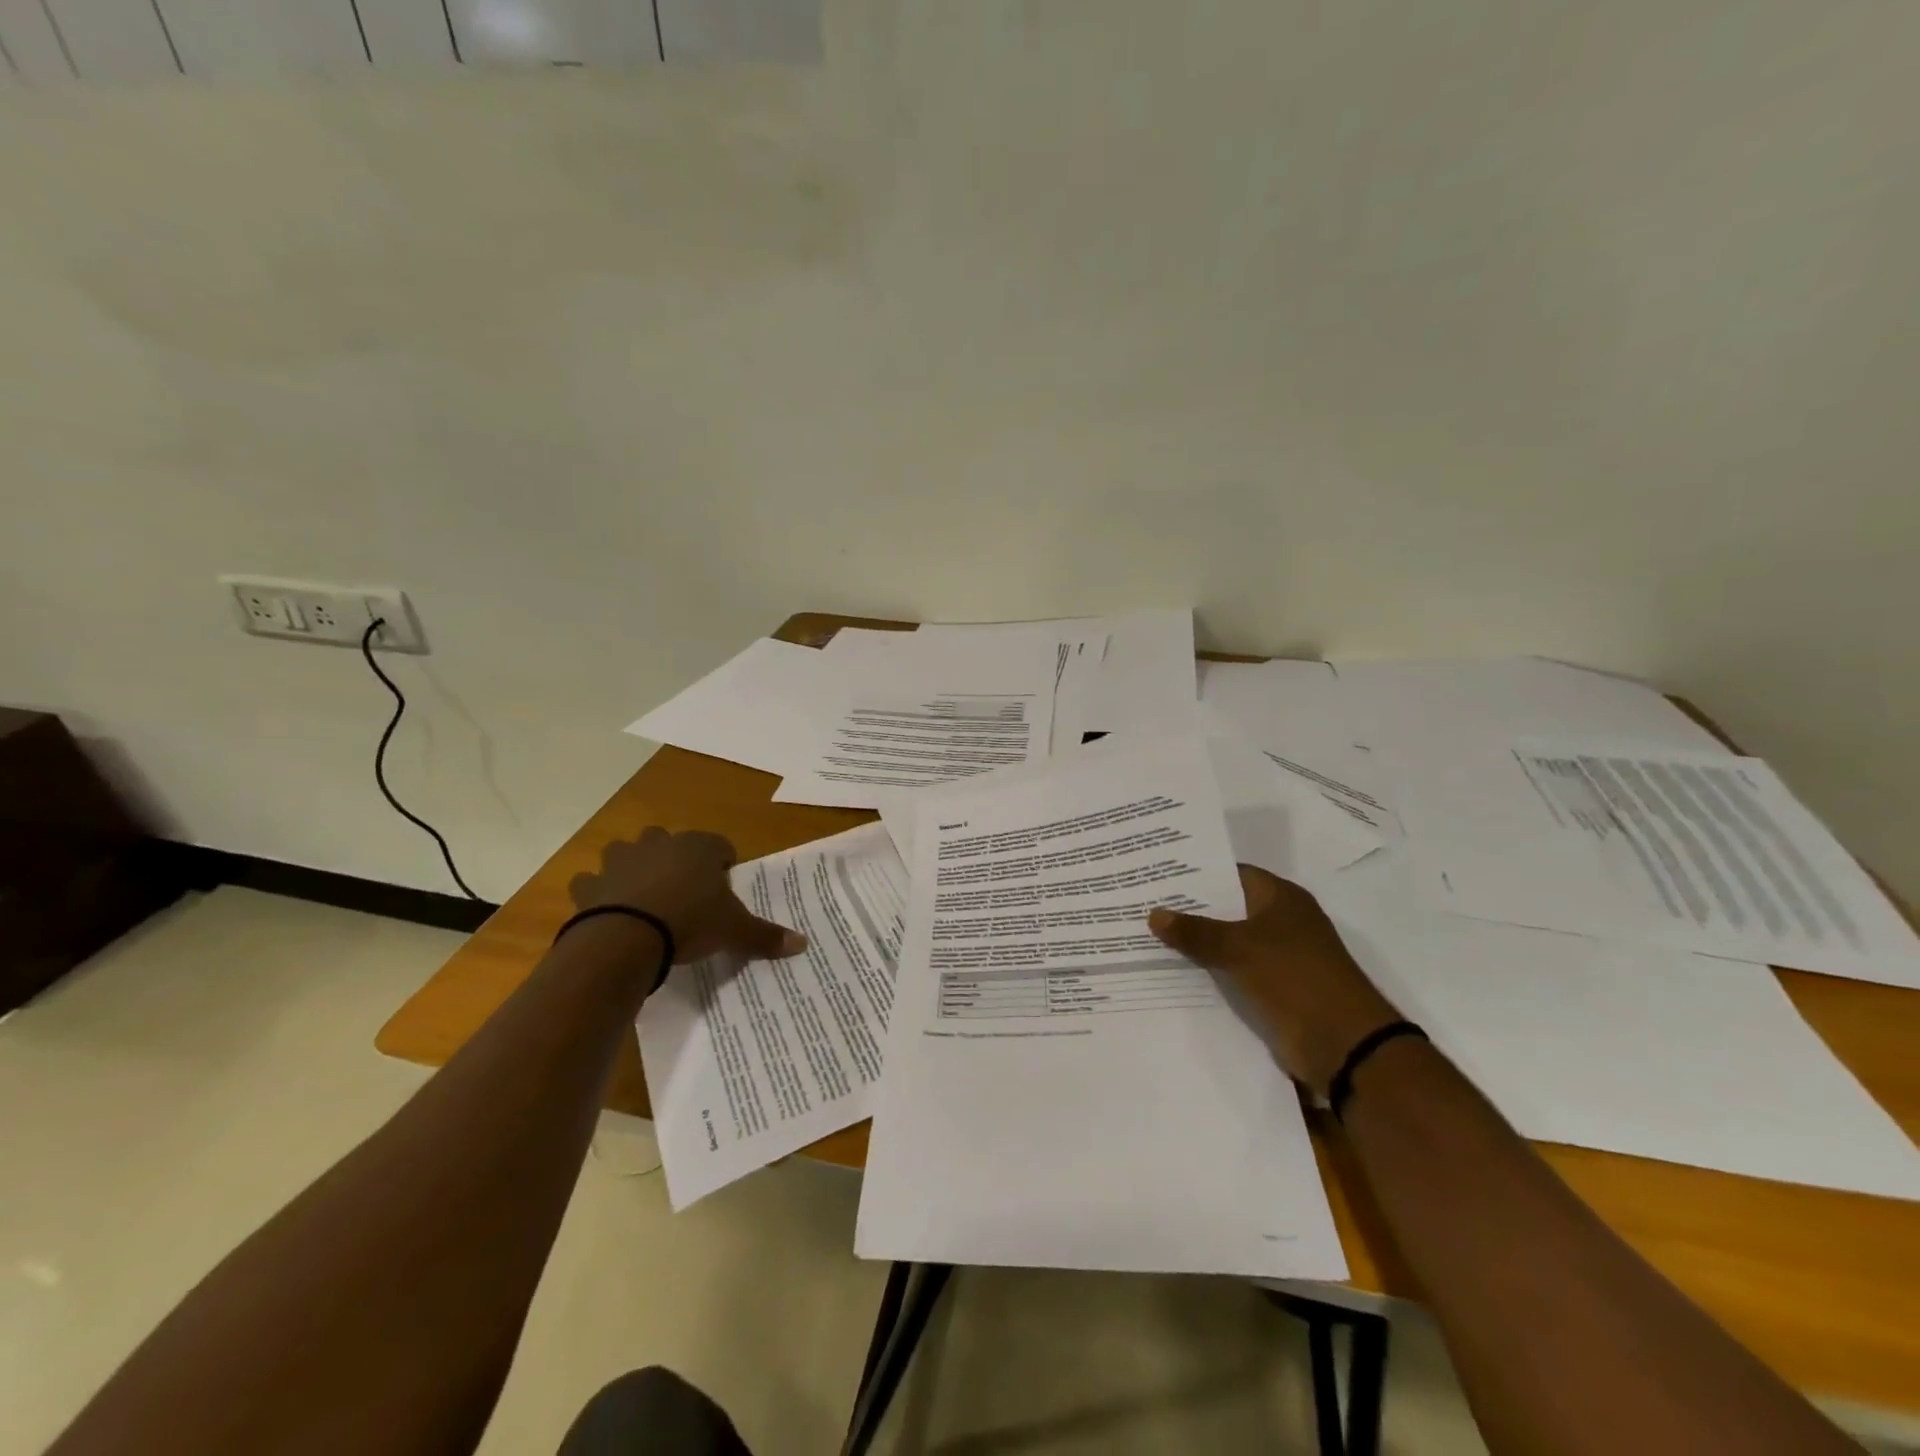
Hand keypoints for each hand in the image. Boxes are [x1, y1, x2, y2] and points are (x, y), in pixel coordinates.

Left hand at [568, 827, 806, 964]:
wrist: (627, 937)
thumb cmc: (690, 922)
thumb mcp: (734, 931)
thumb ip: (765, 935)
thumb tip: (803, 944)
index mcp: (699, 848)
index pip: (719, 844)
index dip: (723, 862)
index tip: (724, 883)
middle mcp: (660, 845)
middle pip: (668, 839)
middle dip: (673, 856)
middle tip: (682, 888)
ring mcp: (621, 861)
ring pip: (625, 851)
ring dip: (631, 866)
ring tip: (641, 895)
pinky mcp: (591, 884)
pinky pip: (590, 881)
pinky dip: (595, 892)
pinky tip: (604, 909)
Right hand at [1149, 866, 1401, 1096]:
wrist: (1343, 1044)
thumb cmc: (1295, 978)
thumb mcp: (1239, 948)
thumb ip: (1195, 931)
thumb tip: (1153, 914)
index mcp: (1281, 898)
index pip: (1231, 873)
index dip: (1195, 872)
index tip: (1158, 871)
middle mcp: (1281, 921)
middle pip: (1227, 906)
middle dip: (1189, 907)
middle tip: (1143, 901)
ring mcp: (1278, 956)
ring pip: (1227, 940)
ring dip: (1196, 941)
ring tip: (1147, 932)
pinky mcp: (1273, 987)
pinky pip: (1232, 970)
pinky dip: (1208, 969)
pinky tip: (1172, 968)